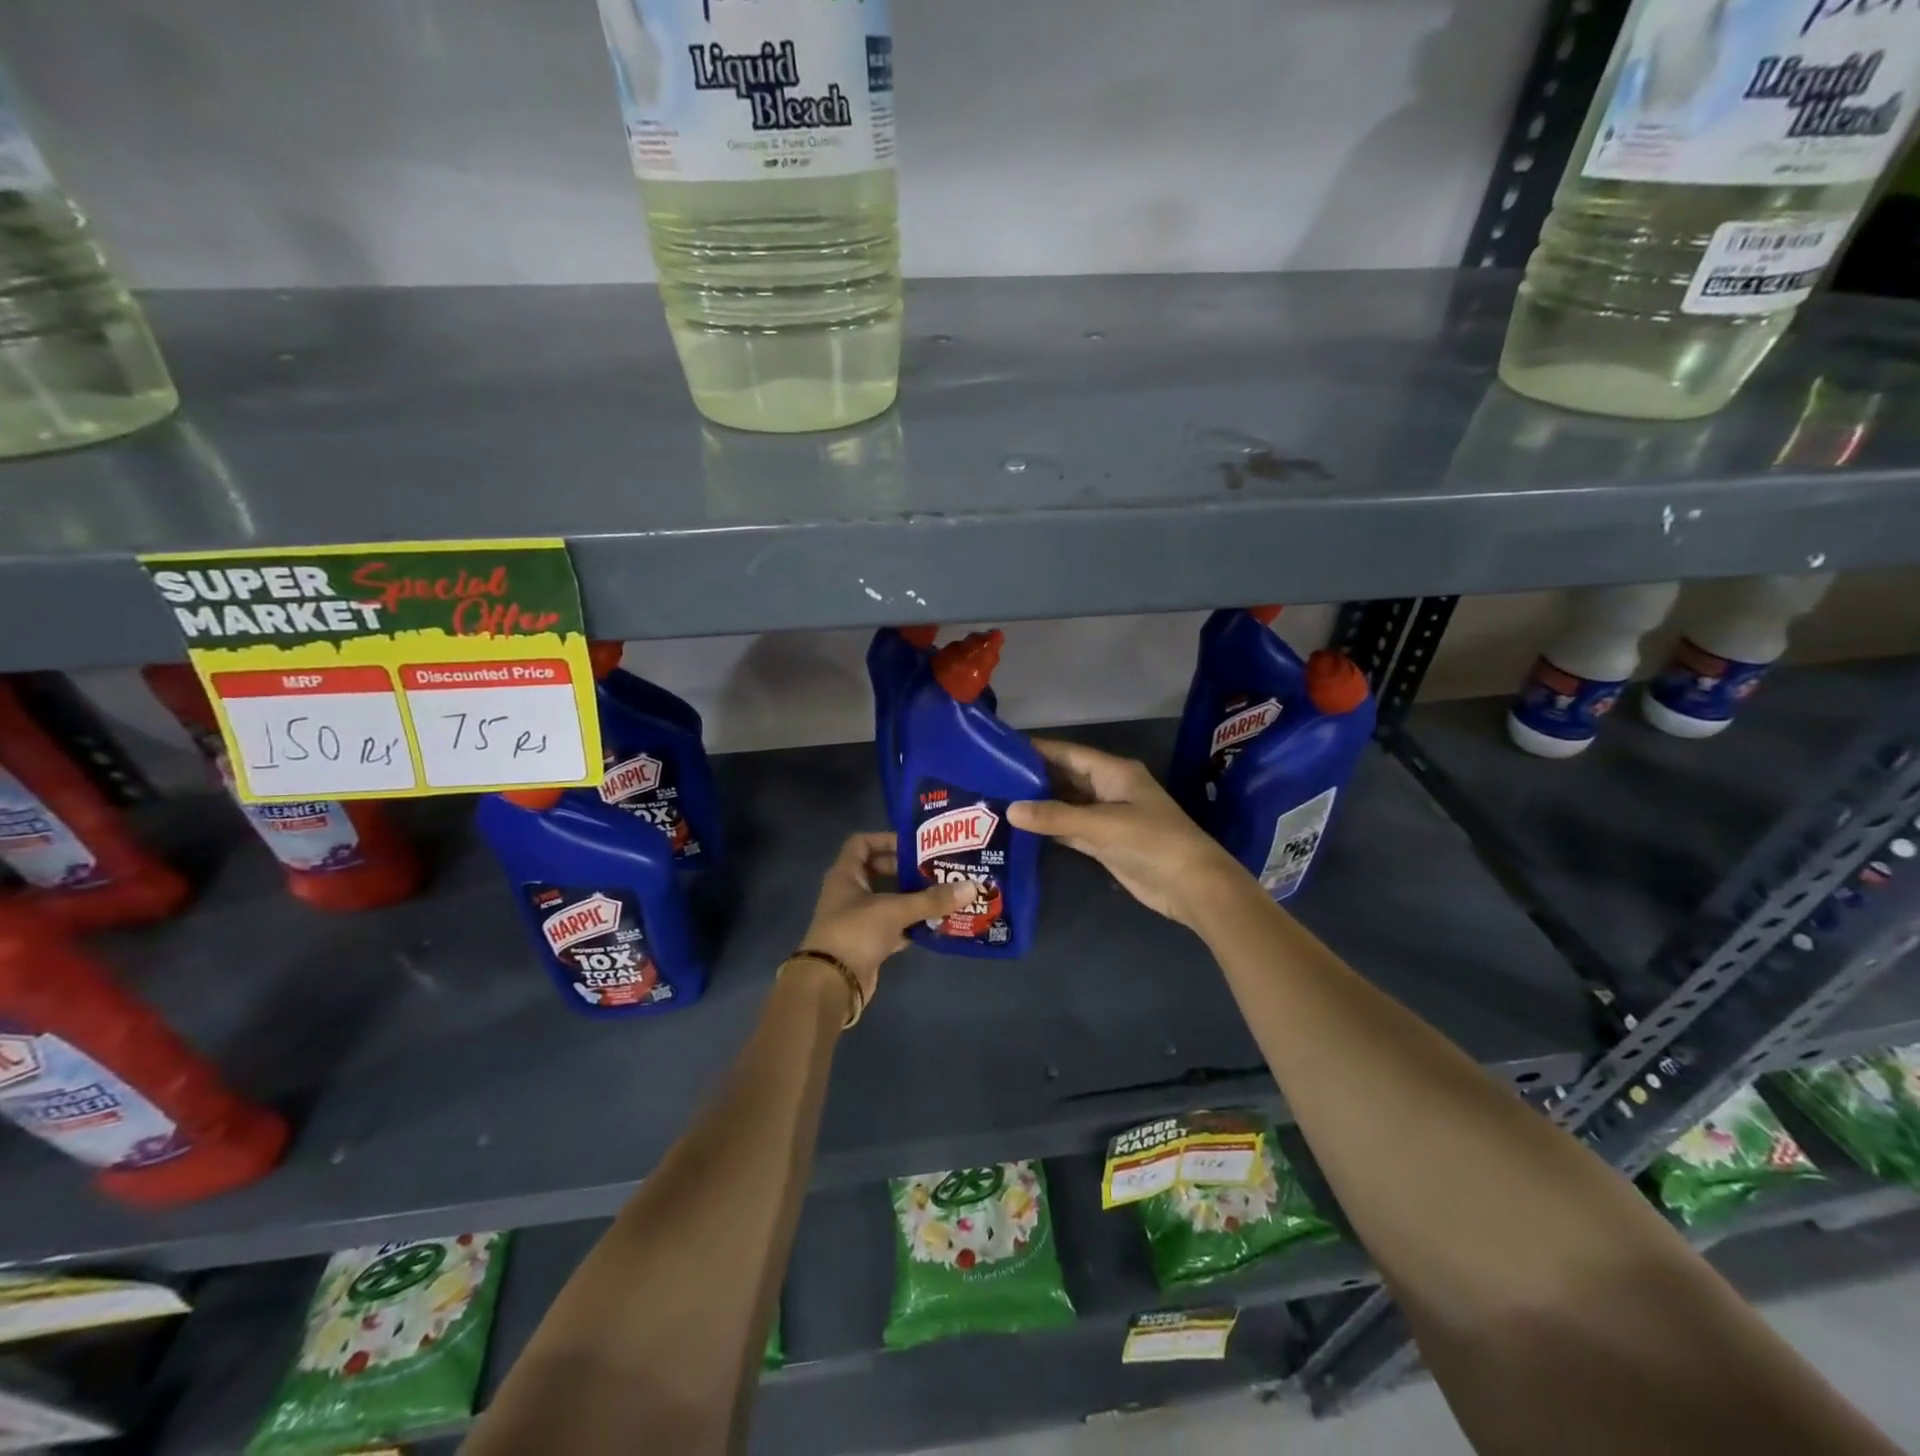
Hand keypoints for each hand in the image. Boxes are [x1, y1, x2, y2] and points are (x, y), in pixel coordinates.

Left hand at [797, 832, 969, 1003]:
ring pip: (889, 900)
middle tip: (937, 869)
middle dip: (908, 870)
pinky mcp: (868, 942)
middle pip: (880, 871)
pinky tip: (937, 923)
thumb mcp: (894, 910)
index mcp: (846, 874)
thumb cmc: (855, 933)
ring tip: (944, 893)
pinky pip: (894, 926)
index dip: (886, 839)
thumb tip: (972, 887)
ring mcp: (858, 919)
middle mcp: (850, 893)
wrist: (832, 985)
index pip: (862, 843)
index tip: (916, 845)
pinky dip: (912, 924)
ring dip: (913, 898)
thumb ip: (932, 899)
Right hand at [1007, 739, 1246, 928]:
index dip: (1037, 749)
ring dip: (1038, 804)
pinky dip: (1048, 828)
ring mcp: (1106, 817)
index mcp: (1114, 772)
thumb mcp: (1102, 825)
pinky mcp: (1103, 843)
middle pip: (1064, 777)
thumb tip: (1011, 810)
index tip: (1000, 748)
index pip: (1068, 753)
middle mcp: (1108, 789)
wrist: (1191, 886)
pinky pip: (1069, 829)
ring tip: (997, 800)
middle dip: (1032, 777)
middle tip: (990, 777)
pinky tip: (1020, 828)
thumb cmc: (1152, 842)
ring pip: (1065, 804)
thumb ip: (1056, 817)